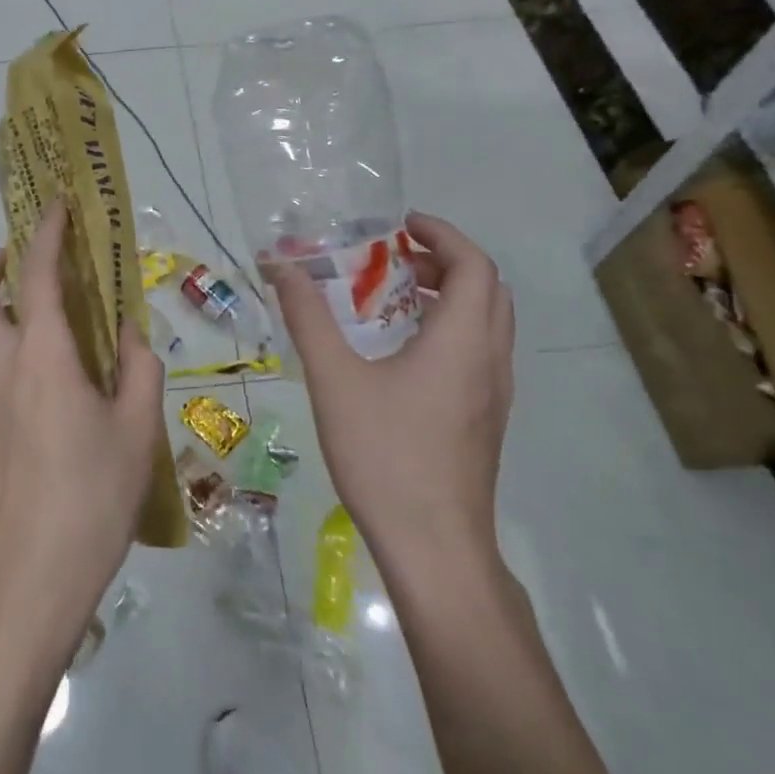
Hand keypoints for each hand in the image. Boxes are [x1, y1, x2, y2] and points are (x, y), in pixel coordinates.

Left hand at [0, 200, 164, 646]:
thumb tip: (132, 334)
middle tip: (27, 264)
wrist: (26, 580)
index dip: (46, 231)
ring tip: (41, 323)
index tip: (57, 205)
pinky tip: (37, 388)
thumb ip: (140, 369)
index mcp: (41, 355)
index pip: (37, 272)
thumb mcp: (138, 431)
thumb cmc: (92, 498)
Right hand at [267, 213, 513, 561]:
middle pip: (487, 288)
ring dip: (449, 293)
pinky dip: (450, 326)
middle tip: (394, 256)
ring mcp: (493, 393)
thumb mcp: (334, 379)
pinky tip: (401, 350)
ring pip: (487, 321)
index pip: (473, 264)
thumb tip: (281, 267)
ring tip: (393, 295)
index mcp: (462, 341)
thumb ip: (308, 317)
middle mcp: (489, 359)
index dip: (441, 234)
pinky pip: (478, 350)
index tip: (400, 225)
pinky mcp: (485, 418)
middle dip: (445, 260)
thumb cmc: (385, 455)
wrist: (434, 548)